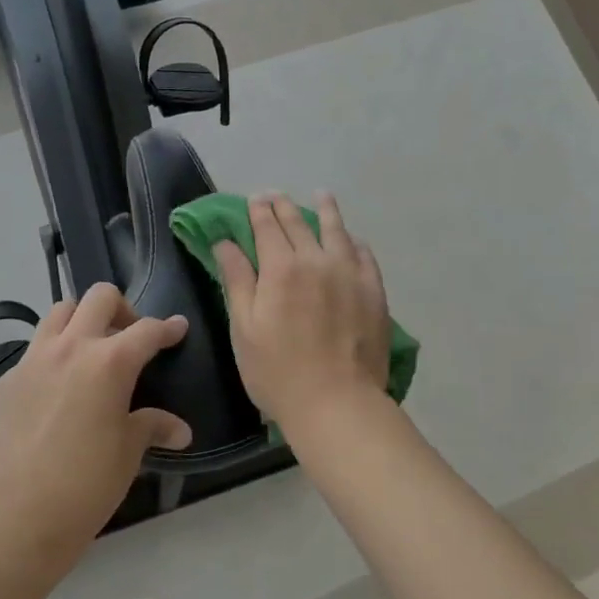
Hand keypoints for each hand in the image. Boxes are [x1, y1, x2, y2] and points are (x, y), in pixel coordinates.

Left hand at [0, 283, 192, 546]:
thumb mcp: (129, 451)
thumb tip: (180, 431)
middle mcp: (71, 348)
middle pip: (99, 298)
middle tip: (128, 335)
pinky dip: (49, 359)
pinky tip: (53, 391)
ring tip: (88, 350)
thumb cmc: (88, 481)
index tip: (177, 327)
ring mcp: (33, 360)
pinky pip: (32, 353)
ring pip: (58, 312)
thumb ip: (152, 427)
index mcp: (110, 361)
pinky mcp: (6, 381)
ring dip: (79, 321)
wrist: (19, 511)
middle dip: (121, 308)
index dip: (168, 328)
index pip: (147, 330)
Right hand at [215, 193, 392, 432]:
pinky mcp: (374, 291)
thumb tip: (224, 241)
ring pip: (336, 231)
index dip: (259, 210)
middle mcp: (316, 260)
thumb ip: (237, 279)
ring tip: (322, 195)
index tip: (255, 198)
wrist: (337, 403)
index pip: (268, 226)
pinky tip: (351, 239)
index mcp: (281, 268)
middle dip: (284, 206)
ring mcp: (350, 273)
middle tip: (277, 196)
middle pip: (299, 223)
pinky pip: (364, 254)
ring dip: (326, 210)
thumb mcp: (244, 327)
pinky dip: (353, 241)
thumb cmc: (278, 371)